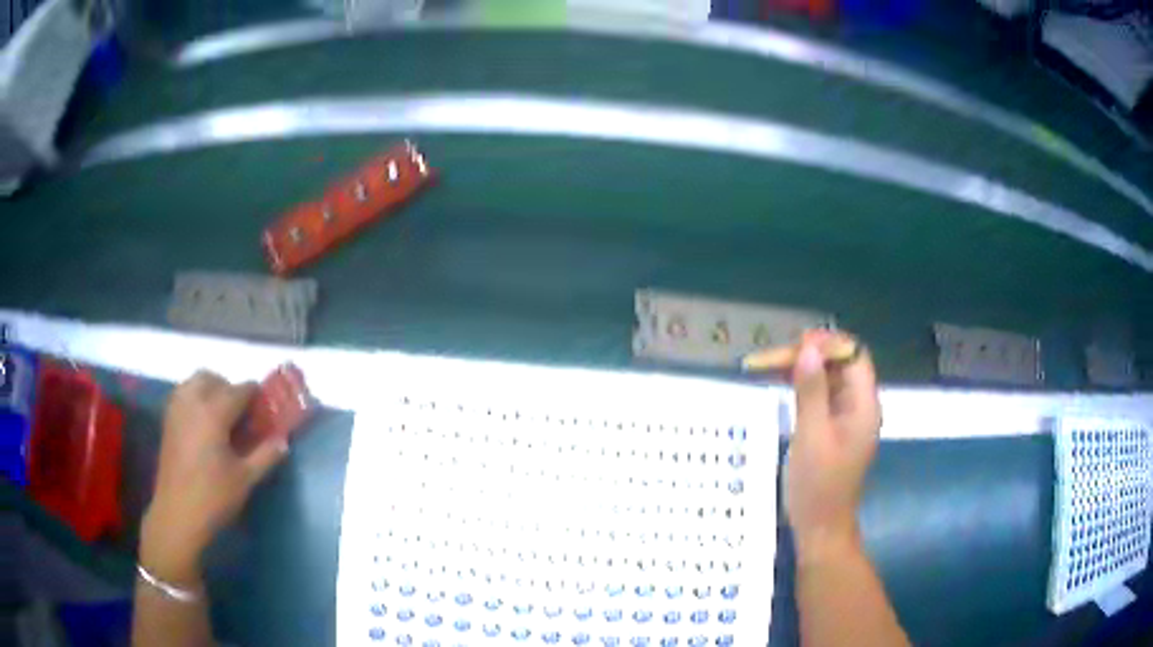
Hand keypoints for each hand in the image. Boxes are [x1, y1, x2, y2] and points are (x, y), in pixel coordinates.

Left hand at [141, 371, 288, 584]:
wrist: (177, 514)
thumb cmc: (213, 497)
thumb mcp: (245, 479)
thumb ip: (265, 455)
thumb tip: (283, 440)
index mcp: (214, 412)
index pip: (240, 390)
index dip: (256, 396)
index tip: (266, 409)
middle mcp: (193, 401)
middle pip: (214, 378)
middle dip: (230, 389)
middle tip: (242, 414)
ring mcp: (177, 409)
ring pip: (194, 382)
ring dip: (210, 390)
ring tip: (222, 416)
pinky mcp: (168, 420)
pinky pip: (183, 394)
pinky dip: (195, 398)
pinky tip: (203, 424)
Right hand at [784, 331, 880, 558]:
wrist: (820, 528)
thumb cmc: (817, 486)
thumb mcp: (811, 436)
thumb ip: (811, 391)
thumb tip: (808, 348)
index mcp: (864, 405)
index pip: (854, 356)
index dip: (828, 344)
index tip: (795, 346)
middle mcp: (861, 405)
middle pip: (842, 364)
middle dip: (811, 354)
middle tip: (774, 357)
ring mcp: (849, 418)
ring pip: (831, 378)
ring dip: (805, 368)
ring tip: (772, 365)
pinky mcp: (836, 428)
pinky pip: (824, 396)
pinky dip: (805, 386)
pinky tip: (784, 385)